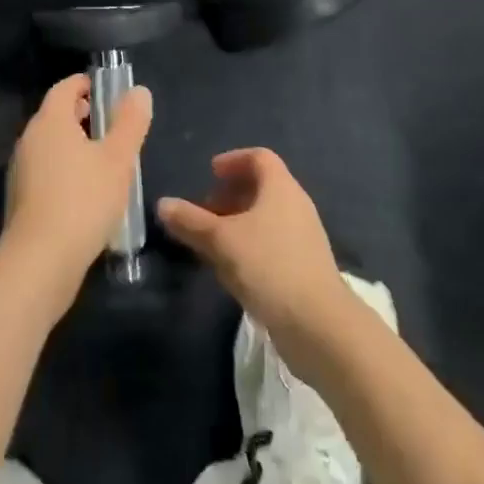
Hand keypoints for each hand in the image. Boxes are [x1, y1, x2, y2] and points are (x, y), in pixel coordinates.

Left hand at [1, 73, 151, 311]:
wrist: (39, 262)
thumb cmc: (83, 200)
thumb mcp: (118, 159)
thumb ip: (130, 122)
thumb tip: (138, 91)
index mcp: (50, 121)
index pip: (65, 87)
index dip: (86, 84)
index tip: (108, 90)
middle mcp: (30, 139)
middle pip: (56, 115)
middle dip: (83, 115)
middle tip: (113, 126)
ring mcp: (21, 171)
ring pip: (51, 145)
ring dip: (75, 145)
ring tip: (105, 161)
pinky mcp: (21, 200)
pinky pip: (46, 172)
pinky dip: (65, 170)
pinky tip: (87, 194)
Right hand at [157, 148, 354, 377]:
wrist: (320, 326)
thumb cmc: (269, 267)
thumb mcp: (222, 241)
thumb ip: (191, 221)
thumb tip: (163, 204)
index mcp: (281, 188)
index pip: (259, 158)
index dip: (233, 160)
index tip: (210, 174)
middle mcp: (295, 206)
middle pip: (261, 188)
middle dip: (229, 196)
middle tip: (203, 212)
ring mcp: (303, 238)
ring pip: (264, 219)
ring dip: (236, 225)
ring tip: (210, 244)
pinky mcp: (304, 268)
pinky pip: (271, 244)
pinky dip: (249, 247)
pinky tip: (231, 272)